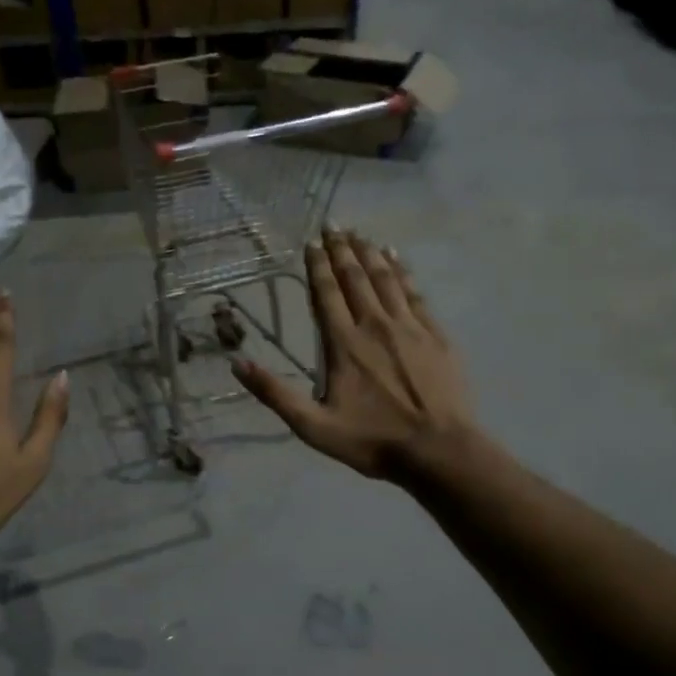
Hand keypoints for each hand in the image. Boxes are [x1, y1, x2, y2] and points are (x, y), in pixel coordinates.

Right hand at [234, 230, 477, 480]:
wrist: (438, 450)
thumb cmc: (372, 441)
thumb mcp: (314, 427)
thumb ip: (276, 394)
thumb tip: (237, 364)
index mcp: (344, 345)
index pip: (327, 294)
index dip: (317, 266)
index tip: (311, 243)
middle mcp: (375, 325)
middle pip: (356, 278)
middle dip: (342, 250)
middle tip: (333, 226)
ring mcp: (409, 327)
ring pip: (386, 279)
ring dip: (370, 254)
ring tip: (360, 234)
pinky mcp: (435, 335)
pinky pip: (415, 293)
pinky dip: (403, 271)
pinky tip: (396, 259)